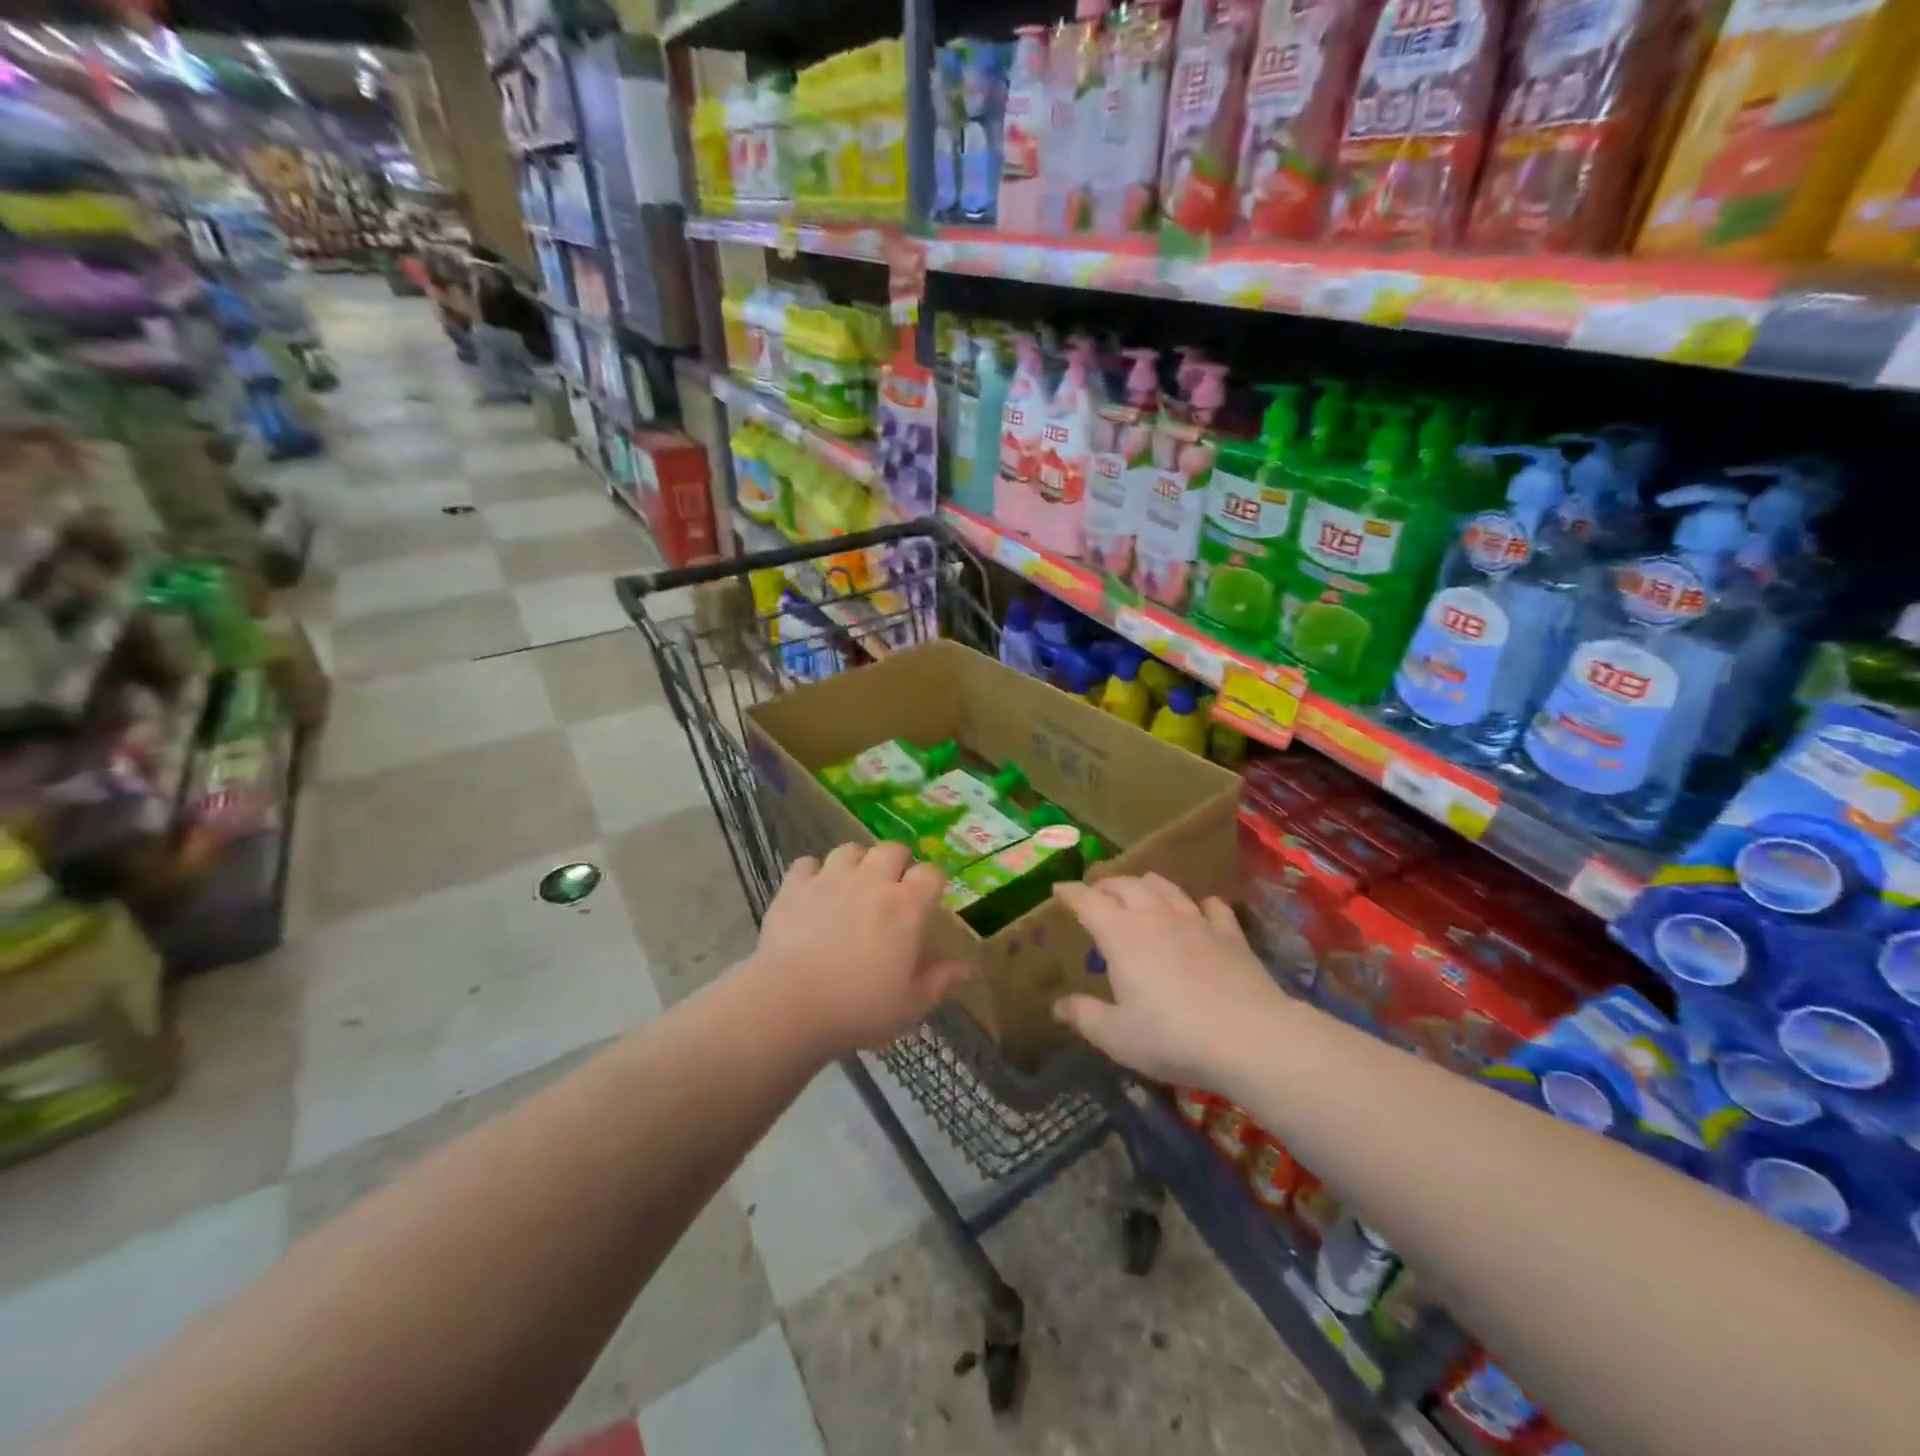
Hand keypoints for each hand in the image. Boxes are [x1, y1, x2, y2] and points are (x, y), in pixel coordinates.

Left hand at [752, 842, 968, 1055]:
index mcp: (905, 907)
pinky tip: (813, 893)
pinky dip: (813, 873)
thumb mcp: (909, 1005)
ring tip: (852, 886)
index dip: (933, 882)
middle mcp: (871, 881)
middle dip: (897, 862)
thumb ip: (940, 981)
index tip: (930, 898)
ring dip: (856, 863)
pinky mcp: (794, 886)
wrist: (789, 1005)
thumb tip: (966, 968)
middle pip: (892, 849)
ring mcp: (830, 879)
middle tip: (892, 888)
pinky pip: (807, 863)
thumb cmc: (858, 1008)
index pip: (931, 873)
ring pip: (850, 850)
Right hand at [1052, 874, 1281, 1089]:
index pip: (1088, 901)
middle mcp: (1155, 917)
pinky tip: (1203, 907)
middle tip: (1096, 891)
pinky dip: (1202, 904)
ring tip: (1140, 886)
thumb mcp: (1117, 1037)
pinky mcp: (1230, 935)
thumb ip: (1084, 1017)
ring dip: (1147, 883)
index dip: (1070, 893)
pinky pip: (1214, 908)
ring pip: (1166, 888)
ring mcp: (1196, 922)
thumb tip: (1058, 1005)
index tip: (1058, 890)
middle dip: (1106, 884)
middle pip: (1126, 885)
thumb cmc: (1173, 1037)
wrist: (1250, 1038)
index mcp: (1121, 935)